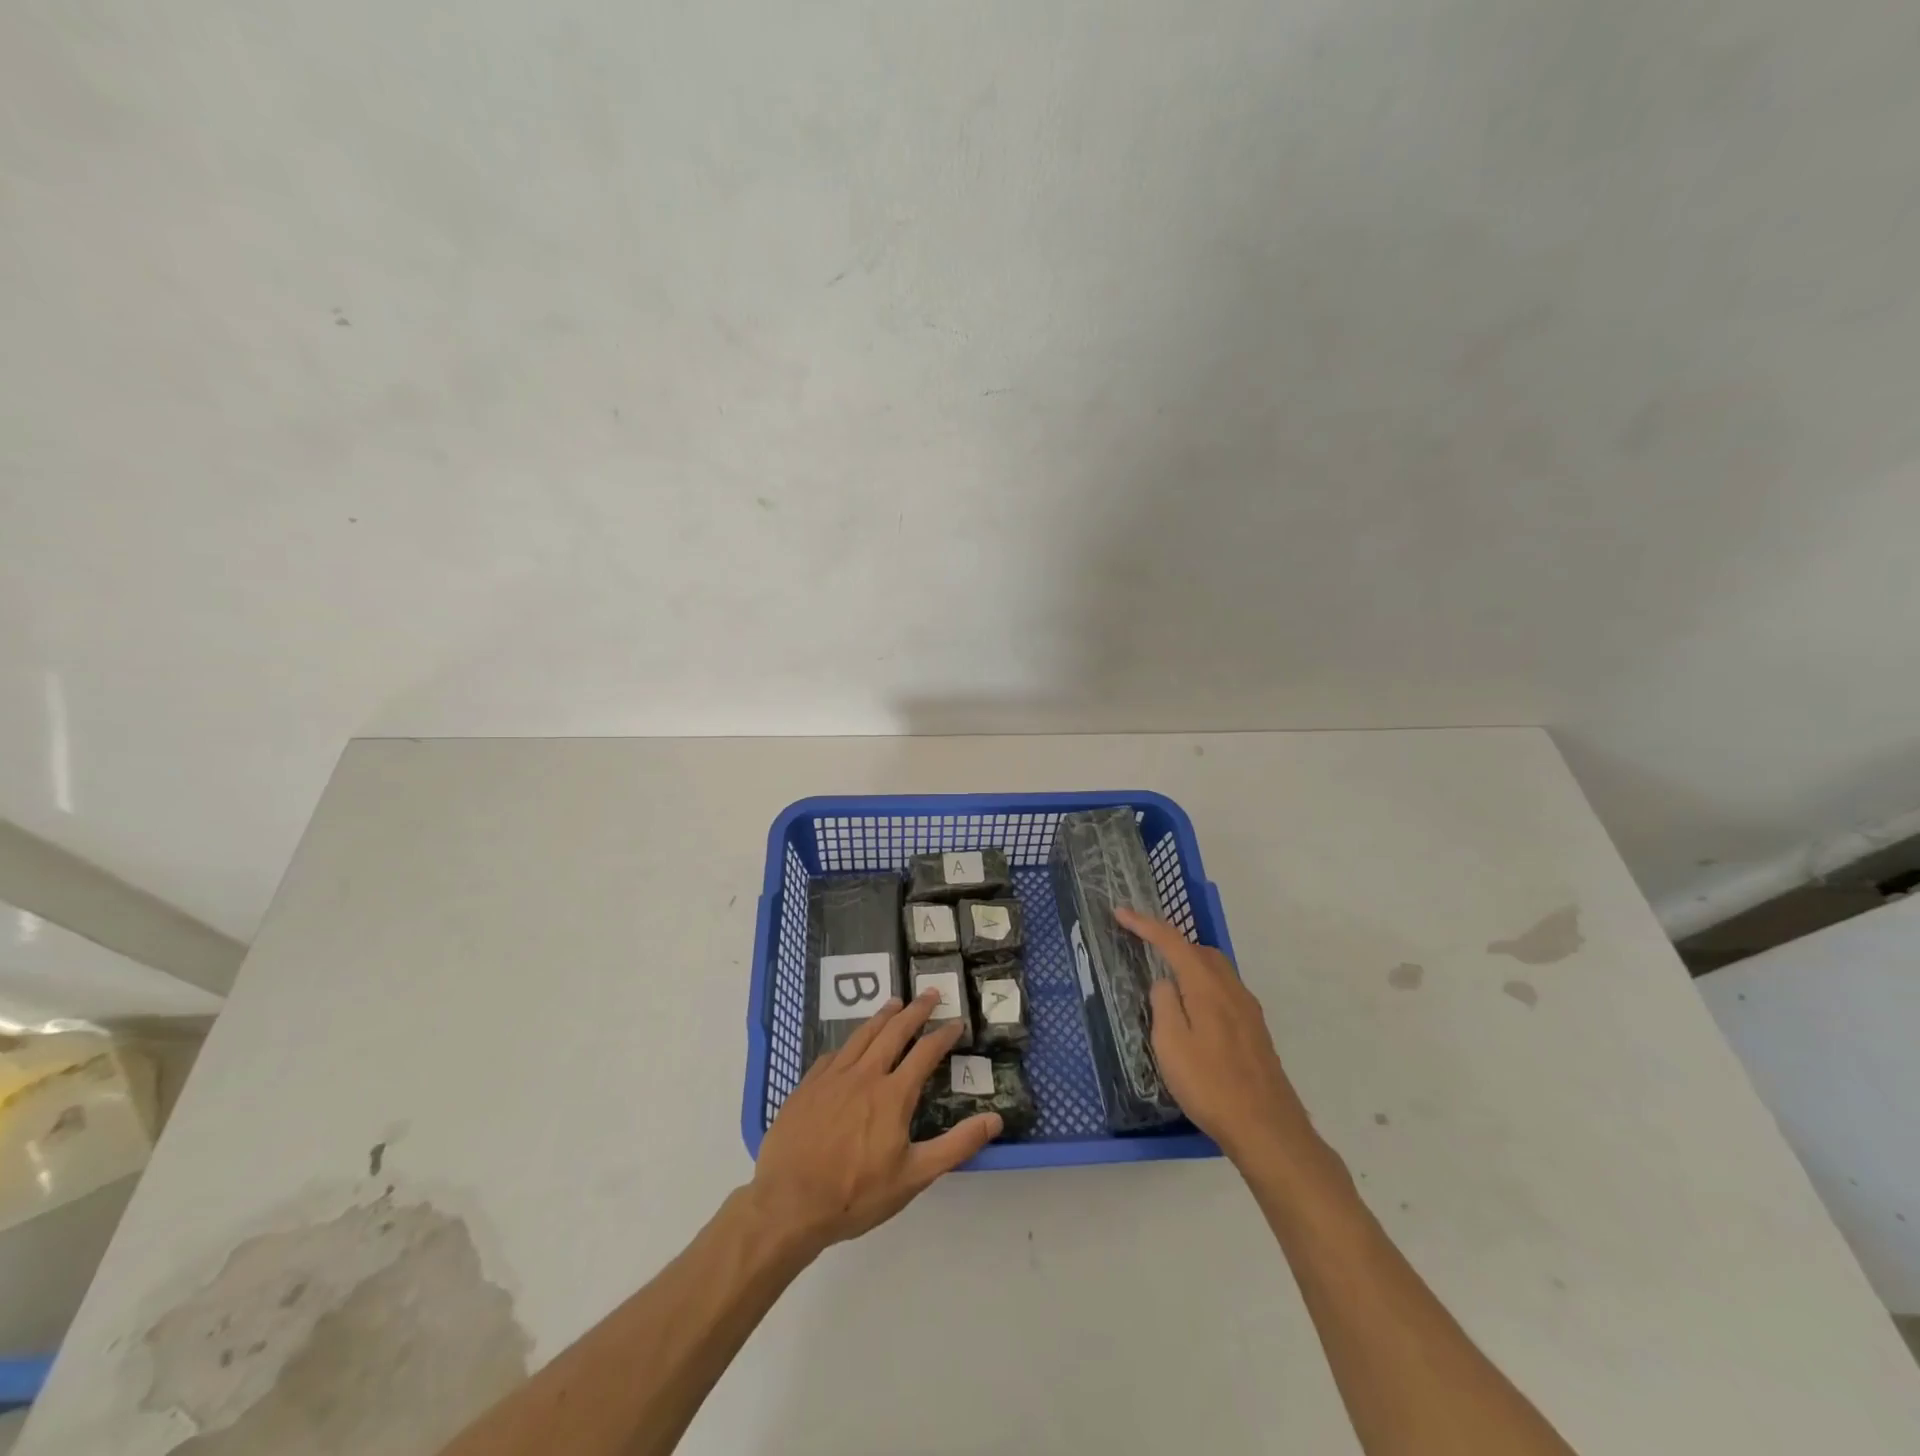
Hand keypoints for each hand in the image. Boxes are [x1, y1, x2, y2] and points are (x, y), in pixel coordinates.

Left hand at [750, 990, 1001, 1255]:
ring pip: (862, 1034)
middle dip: (916, 1010)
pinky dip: (850, 1042)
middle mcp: (865, 1075)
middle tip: (930, 993)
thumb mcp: (914, 1177)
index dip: (943, 1035)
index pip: (925, 1053)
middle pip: (894, 1031)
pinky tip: (851, 1043)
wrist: (788, 1204)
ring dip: (883, 1016)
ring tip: (895, 1002)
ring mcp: (833, 1077)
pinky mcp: (808, 1085)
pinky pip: (834, 1054)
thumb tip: (995, 1118)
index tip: (957, 1022)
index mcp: (893, 1094)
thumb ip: (956, 1145)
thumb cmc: (856, 1194)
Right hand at [1118, 908, 1317, 1168]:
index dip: (1145, 924)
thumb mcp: (1171, 1045)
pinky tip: (1194, 1009)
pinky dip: (1204, 984)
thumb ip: (1164, 1004)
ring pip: (1216, 969)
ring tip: (1166, 977)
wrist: (1267, 1128)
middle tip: (1144, 946)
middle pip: (1200, 950)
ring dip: (1189, 962)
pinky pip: (1225, 989)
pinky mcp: (1255, 1030)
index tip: (1120, 912)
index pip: (1173, 942)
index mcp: (1207, 986)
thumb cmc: (1210, 1085)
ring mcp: (1248, 1009)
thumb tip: (1165, 982)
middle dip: (1171, 941)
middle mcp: (1231, 989)